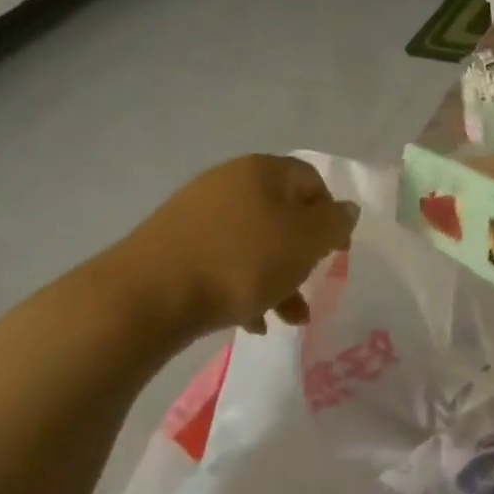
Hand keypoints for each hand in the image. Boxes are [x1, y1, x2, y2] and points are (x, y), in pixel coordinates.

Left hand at [112, 156, 357, 335]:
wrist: (148, 295)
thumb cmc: (242, 261)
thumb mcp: (306, 241)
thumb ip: (334, 223)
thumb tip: (345, 210)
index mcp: (262, 171)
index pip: (312, 181)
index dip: (331, 216)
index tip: (335, 252)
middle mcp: (229, 183)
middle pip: (282, 215)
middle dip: (302, 256)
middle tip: (310, 286)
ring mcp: (197, 213)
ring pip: (253, 243)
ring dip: (277, 278)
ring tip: (286, 319)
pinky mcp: (174, 246)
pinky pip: (222, 261)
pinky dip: (242, 287)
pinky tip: (250, 322)